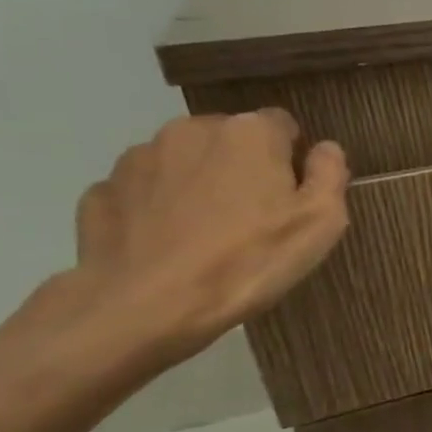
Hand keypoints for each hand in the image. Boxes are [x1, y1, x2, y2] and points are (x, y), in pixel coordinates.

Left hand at [65, 110, 350, 364]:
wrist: (145, 306)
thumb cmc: (249, 260)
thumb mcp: (320, 223)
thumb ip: (330, 174)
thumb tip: (325, 148)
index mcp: (249, 133)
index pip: (282, 125)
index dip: (291, 158)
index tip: (292, 196)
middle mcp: (191, 130)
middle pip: (230, 140)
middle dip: (242, 167)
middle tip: (253, 218)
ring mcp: (138, 158)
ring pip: (184, 162)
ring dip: (198, 184)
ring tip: (206, 235)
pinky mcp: (101, 190)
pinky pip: (143, 191)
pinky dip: (157, 208)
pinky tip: (167, 244)